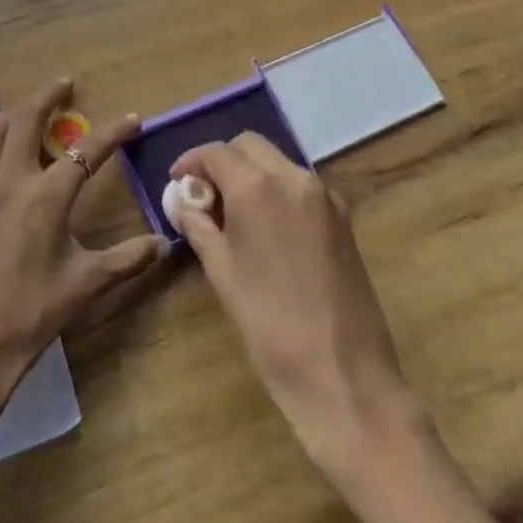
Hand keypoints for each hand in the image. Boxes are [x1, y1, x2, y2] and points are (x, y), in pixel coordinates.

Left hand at [0, 80, 167, 452]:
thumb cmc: (28, 318)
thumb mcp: (83, 288)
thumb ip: (126, 260)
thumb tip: (165, 243)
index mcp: (45, 197)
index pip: (86, 151)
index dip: (113, 132)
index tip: (132, 118)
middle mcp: (9, 180)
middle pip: (26, 118)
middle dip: (48, 96)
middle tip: (66, 85)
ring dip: (13, 114)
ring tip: (29, 113)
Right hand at [169, 133, 416, 470]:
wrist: (344, 375)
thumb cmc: (269, 323)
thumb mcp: (221, 271)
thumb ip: (199, 226)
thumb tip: (184, 203)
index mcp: (258, 187)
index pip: (216, 152)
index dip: (192, 162)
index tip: (177, 181)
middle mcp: (293, 178)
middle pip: (250, 146)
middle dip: (223, 160)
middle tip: (204, 193)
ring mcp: (324, 196)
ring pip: (278, 162)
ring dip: (252, 173)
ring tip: (233, 211)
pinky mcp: (343, 218)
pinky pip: (301, 186)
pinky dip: (277, 190)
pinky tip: (267, 226)